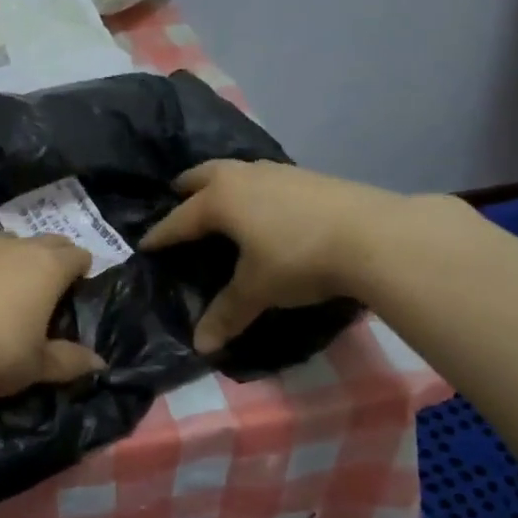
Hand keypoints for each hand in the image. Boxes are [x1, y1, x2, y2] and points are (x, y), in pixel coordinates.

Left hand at [0, 234, 105, 397]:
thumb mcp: (35, 365)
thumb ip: (68, 361)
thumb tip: (99, 363)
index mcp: (50, 267)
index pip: (78, 255)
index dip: (83, 270)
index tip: (78, 290)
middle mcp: (18, 247)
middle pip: (48, 240)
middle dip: (55, 257)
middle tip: (50, 288)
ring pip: (10, 242)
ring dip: (17, 258)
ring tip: (10, 287)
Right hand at [140, 159, 387, 350]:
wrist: (373, 235)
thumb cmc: (298, 259)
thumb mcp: (258, 290)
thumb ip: (227, 314)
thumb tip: (201, 346)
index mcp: (221, 200)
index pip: (180, 219)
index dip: (161, 234)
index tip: (145, 243)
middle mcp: (244, 177)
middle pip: (204, 175)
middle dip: (187, 188)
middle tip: (177, 198)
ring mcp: (279, 172)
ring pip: (237, 171)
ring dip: (222, 183)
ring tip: (220, 201)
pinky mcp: (308, 176)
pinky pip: (265, 178)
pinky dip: (253, 188)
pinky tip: (265, 206)